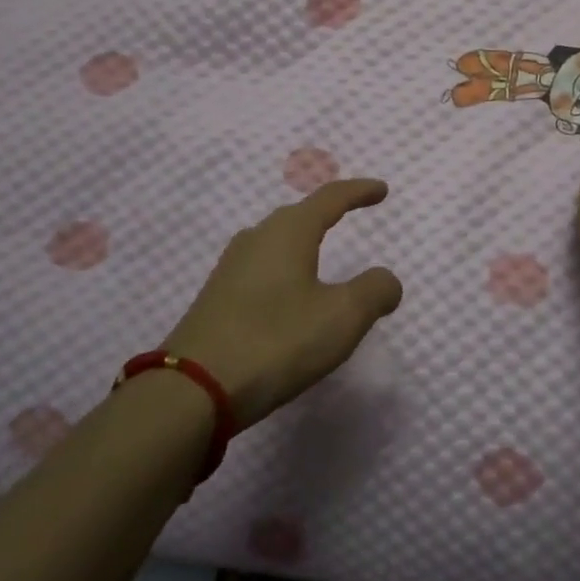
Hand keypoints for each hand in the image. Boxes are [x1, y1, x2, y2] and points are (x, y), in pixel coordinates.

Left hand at [161, 180, 402, 426]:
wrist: (192, 390)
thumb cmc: (276, 342)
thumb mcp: (342, 318)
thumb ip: (374, 292)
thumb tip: (387, 280)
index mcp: (289, 232)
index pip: (331, 198)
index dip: (359, 191)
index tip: (381, 190)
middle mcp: (257, 238)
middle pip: (299, 215)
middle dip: (327, 212)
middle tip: (350, 213)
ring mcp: (231, 267)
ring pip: (276, 241)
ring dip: (302, 241)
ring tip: (320, 252)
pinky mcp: (216, 297)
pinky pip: (261, 267)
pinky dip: (284, 268)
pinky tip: (286, 292)